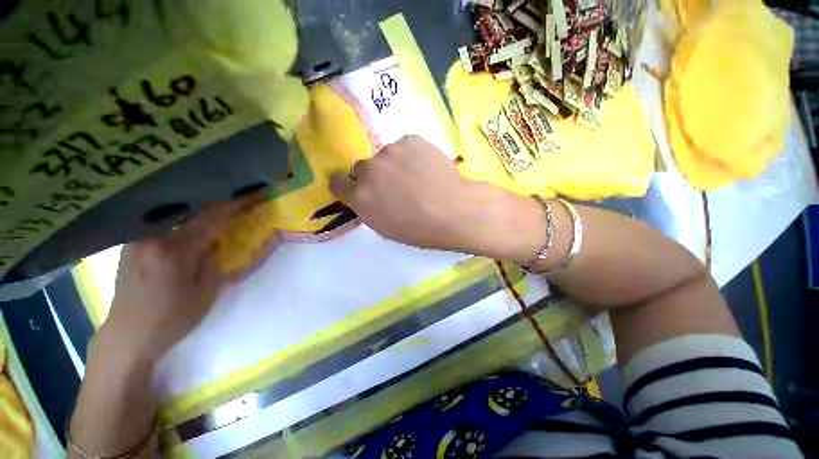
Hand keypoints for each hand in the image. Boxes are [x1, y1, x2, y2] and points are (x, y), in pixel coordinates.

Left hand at [97, 192, 262, 364]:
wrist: (128, 335)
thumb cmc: (172, 318)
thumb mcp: (206, 292)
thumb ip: (214, 259)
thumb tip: (217, 239)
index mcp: (174, 250)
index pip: (211, 218)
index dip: (234, 205)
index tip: (252, 194)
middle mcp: (151, 236)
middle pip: (190, 209)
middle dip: (216, 201)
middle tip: (236, 196)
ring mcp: (137, 238)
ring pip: (174, 213)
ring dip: (198, 208)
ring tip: (215, 205)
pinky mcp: (131, 243)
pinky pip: (162, 222)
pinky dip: (181, 218)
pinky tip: (189, 221)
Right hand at [329, 135, 544, 260]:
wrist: (455, 211)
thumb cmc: (420, 229)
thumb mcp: (386, 228)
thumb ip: (368, 208)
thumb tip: (367, 196)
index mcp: (360, 196)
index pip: (336, 182)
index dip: (346, 185)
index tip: (356, 188)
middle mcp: (369, 169)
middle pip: (362, 168)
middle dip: (374, 177)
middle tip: (396, 186)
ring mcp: (390, 151)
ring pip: (385, 156)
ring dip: (394, 165)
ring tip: (417, 177)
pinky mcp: (411, 139)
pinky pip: (404, 147)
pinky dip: (411, 155)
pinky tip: (427, 168)